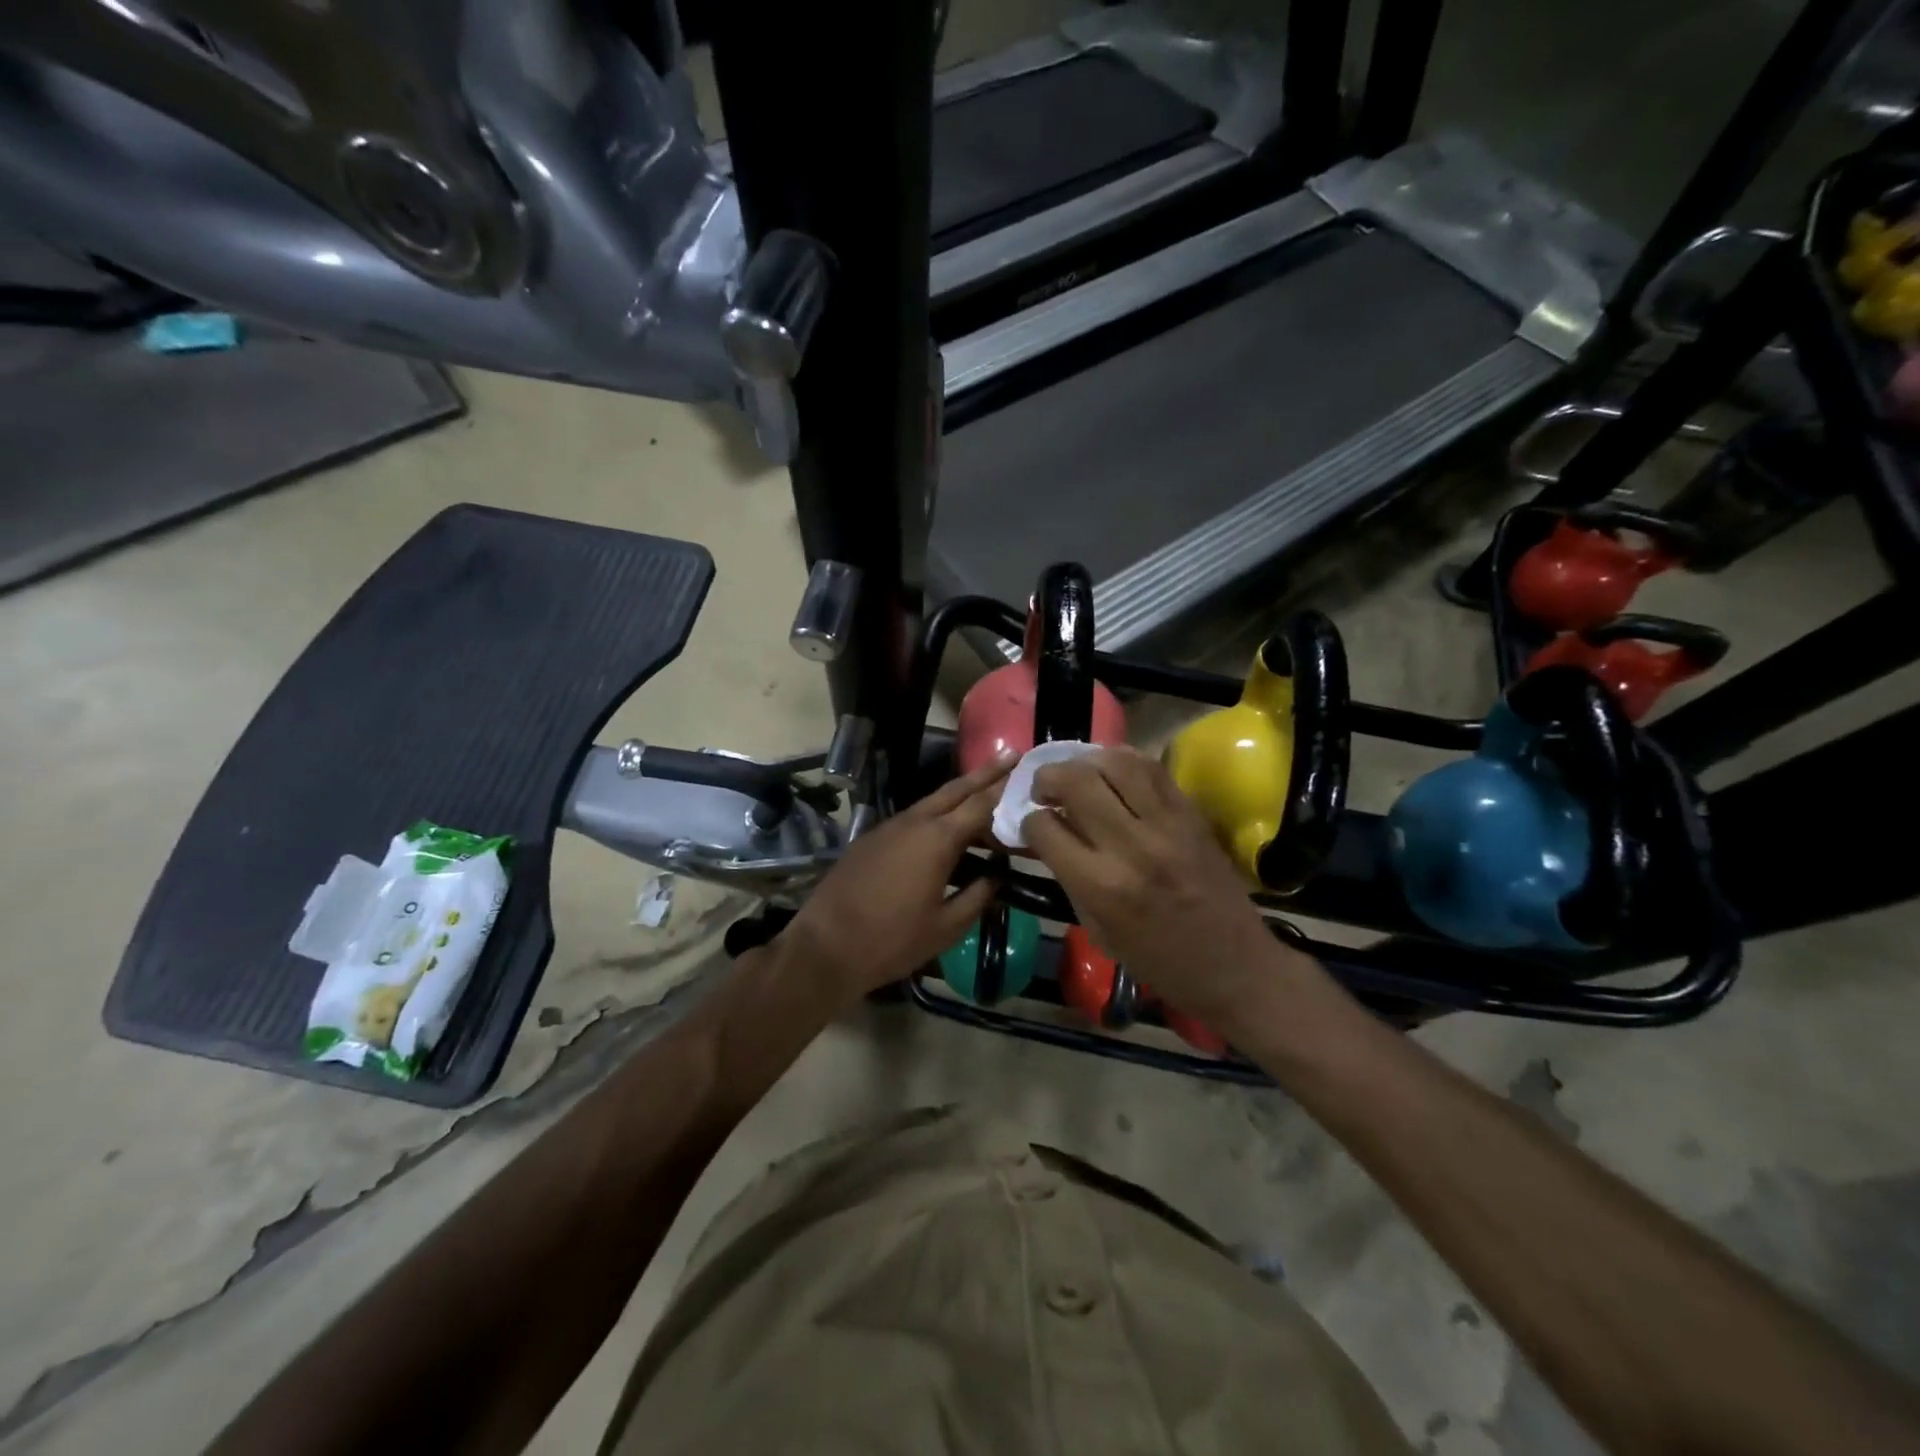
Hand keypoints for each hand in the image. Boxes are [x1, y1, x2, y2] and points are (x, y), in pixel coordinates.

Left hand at [777, 754, 1013, 1001]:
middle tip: (1012, 755)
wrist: (825, 946)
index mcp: (937, 839)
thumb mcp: (946, 927)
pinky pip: (915, 818)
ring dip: (961, 794)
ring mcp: (890, 827)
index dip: (1007, 789)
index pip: (982, 804)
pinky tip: (948, 829)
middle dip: (986, 772)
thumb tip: (997, 876)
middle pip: (957, 789)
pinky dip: (938, 814)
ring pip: (934, 801)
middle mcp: (915, 822)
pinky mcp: (873, 838)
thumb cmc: (892, 940)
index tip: (1029, 774)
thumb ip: (977, 897)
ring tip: (986, 791)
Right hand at [1022, 747, 1309, 1033]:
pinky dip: (1123, 760)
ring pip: (1115, 763)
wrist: (1234, 965)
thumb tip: (1046, 835)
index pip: (1045, 828)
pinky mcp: (1191, 814)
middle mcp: (1131, 845)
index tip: (1031, 823)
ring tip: (1077, 774)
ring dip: (1085, 761)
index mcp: (1101, 885)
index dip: (1029, 822)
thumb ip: (1068, 877)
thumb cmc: (1158, 961)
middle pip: (1076, 782)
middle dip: (1048, 778)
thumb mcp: (1097, 930)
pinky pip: (1152, 768)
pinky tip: (1111, 771)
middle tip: (1044, 789)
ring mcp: (1166, 824)